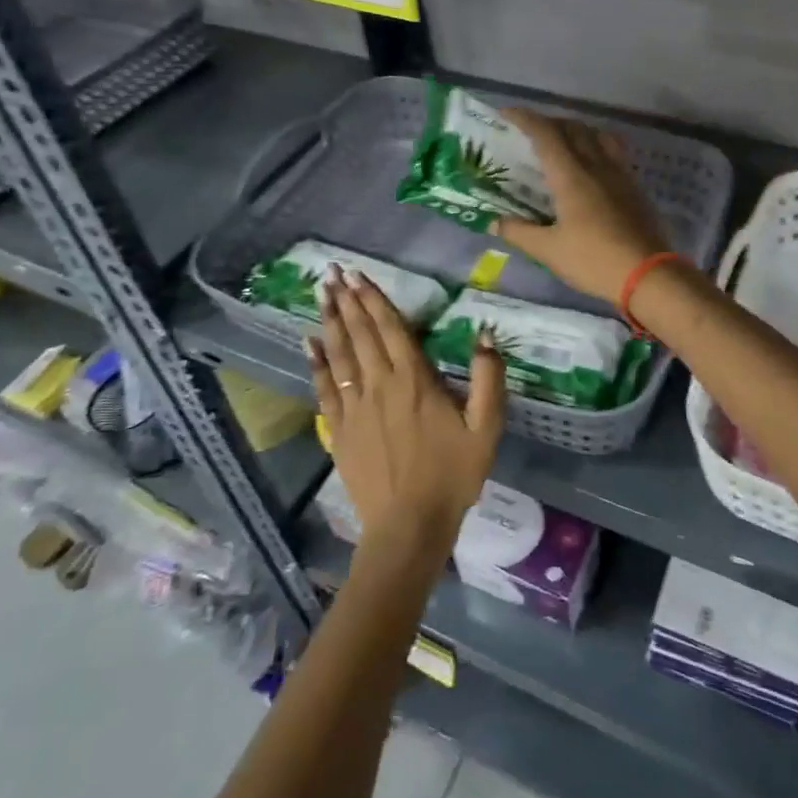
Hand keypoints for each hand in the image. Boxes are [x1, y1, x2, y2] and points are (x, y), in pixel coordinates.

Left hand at [307, 270, 504, 563]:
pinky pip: (324, 387)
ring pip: (340, 354)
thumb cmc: (452, 474)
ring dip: (330, 321)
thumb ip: (488, 378)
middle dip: (347, 299)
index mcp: (415, 380)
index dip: (374, 299)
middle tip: (332, 272)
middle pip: (360, 333)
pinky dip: (317, 362)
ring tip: (320, 293)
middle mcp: (380, 384)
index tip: (358, 274)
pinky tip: (309, 343)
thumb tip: (486, 334)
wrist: (409, 525)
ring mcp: (355, 407)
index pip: (390, 328)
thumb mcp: (487, 427)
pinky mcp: (339, 430)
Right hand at [494, 109, 670, 303]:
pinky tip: (590, 168)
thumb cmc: (593, 260)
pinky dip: (596, 147)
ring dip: (576, 131)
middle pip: (573, 128)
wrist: (648, 275)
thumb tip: (493, 222)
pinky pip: (613, 152)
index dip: (525, 118)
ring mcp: (619, 174)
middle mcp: (596, 165)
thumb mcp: (549, 250)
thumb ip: (519, 232)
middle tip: (530, 133)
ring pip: (596, 136)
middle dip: (549, 123)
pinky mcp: (634, 187)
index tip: (507, 113)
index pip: (546, 134)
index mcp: (571, 176)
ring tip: (562, 144)